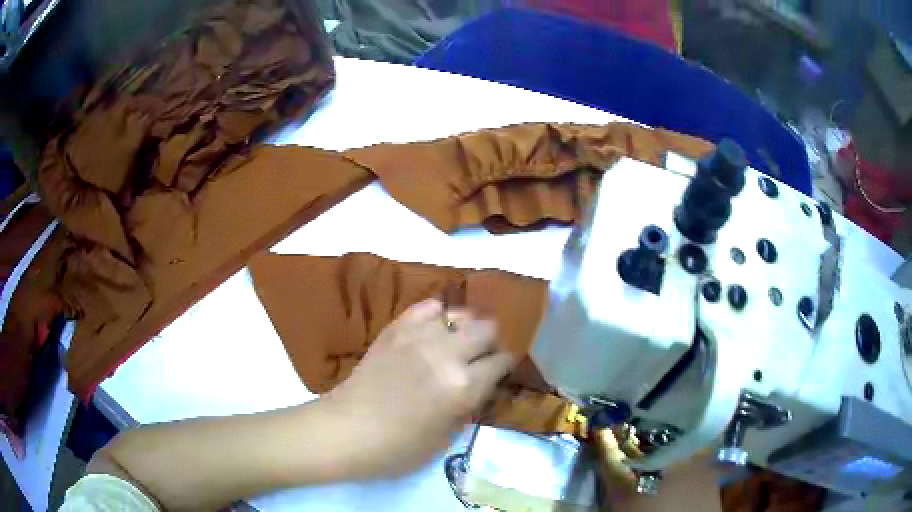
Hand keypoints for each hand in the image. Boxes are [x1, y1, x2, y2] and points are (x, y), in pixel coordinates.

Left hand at [322, 299, 514, 478]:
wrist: (348, 430)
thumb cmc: (399, 447)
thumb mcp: (448, 436)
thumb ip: (470, 404)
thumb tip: (480, 383)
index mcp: (463, 387)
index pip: (501, 361)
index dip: (504, 366)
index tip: (499, 372)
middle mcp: (447, 354)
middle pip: (487, 328)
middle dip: (490, 343)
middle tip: (479, 358)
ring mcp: (419, 336)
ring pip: (461, 313)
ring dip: (465, 329)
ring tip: (456, 344)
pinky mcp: (397, 328)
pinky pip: (428, 307)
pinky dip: (437, 317)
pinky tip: (432, 331)